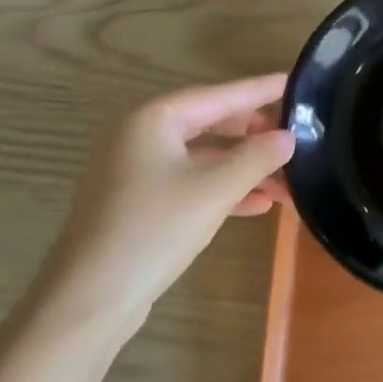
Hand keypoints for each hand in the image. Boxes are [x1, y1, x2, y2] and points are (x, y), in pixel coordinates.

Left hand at [29, 75, 295, 339]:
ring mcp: (135, 171)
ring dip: (243, 168)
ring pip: (202, 158)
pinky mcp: (137, 203)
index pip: (218, 95)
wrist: (88, 300)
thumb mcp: (214, 190)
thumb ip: (256, 157)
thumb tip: (287, 137)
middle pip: (210, 123)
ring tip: (287, 179)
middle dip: (254, 135)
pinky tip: (257, 204)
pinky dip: (221, 189)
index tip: (293, 81)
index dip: (258, 90)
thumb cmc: (153, 230)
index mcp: (153, 118)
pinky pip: (189, 183)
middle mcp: (140, 136)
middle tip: (294, 135)